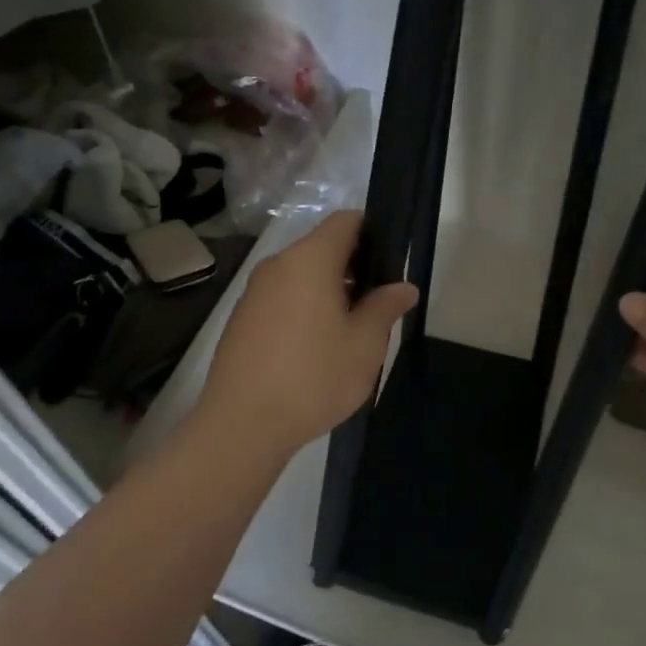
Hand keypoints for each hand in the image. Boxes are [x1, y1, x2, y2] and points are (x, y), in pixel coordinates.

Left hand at [199, 210, 418, 458]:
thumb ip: (385, 307)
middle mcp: (278, 265)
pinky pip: (282, 298)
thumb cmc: (314, 376)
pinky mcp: (241, 319)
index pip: (346, 221)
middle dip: (354, 268)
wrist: (242, 424)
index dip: (373, 234)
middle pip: (323, 248)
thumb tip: (403, 286)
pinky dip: (304, 309)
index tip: (391, 266)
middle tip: (378, 306)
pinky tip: (315, 349)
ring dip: (329, 291)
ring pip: (302, 275)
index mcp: (310, 260)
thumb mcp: (364, 344)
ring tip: (349, 332)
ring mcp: (254, 292)